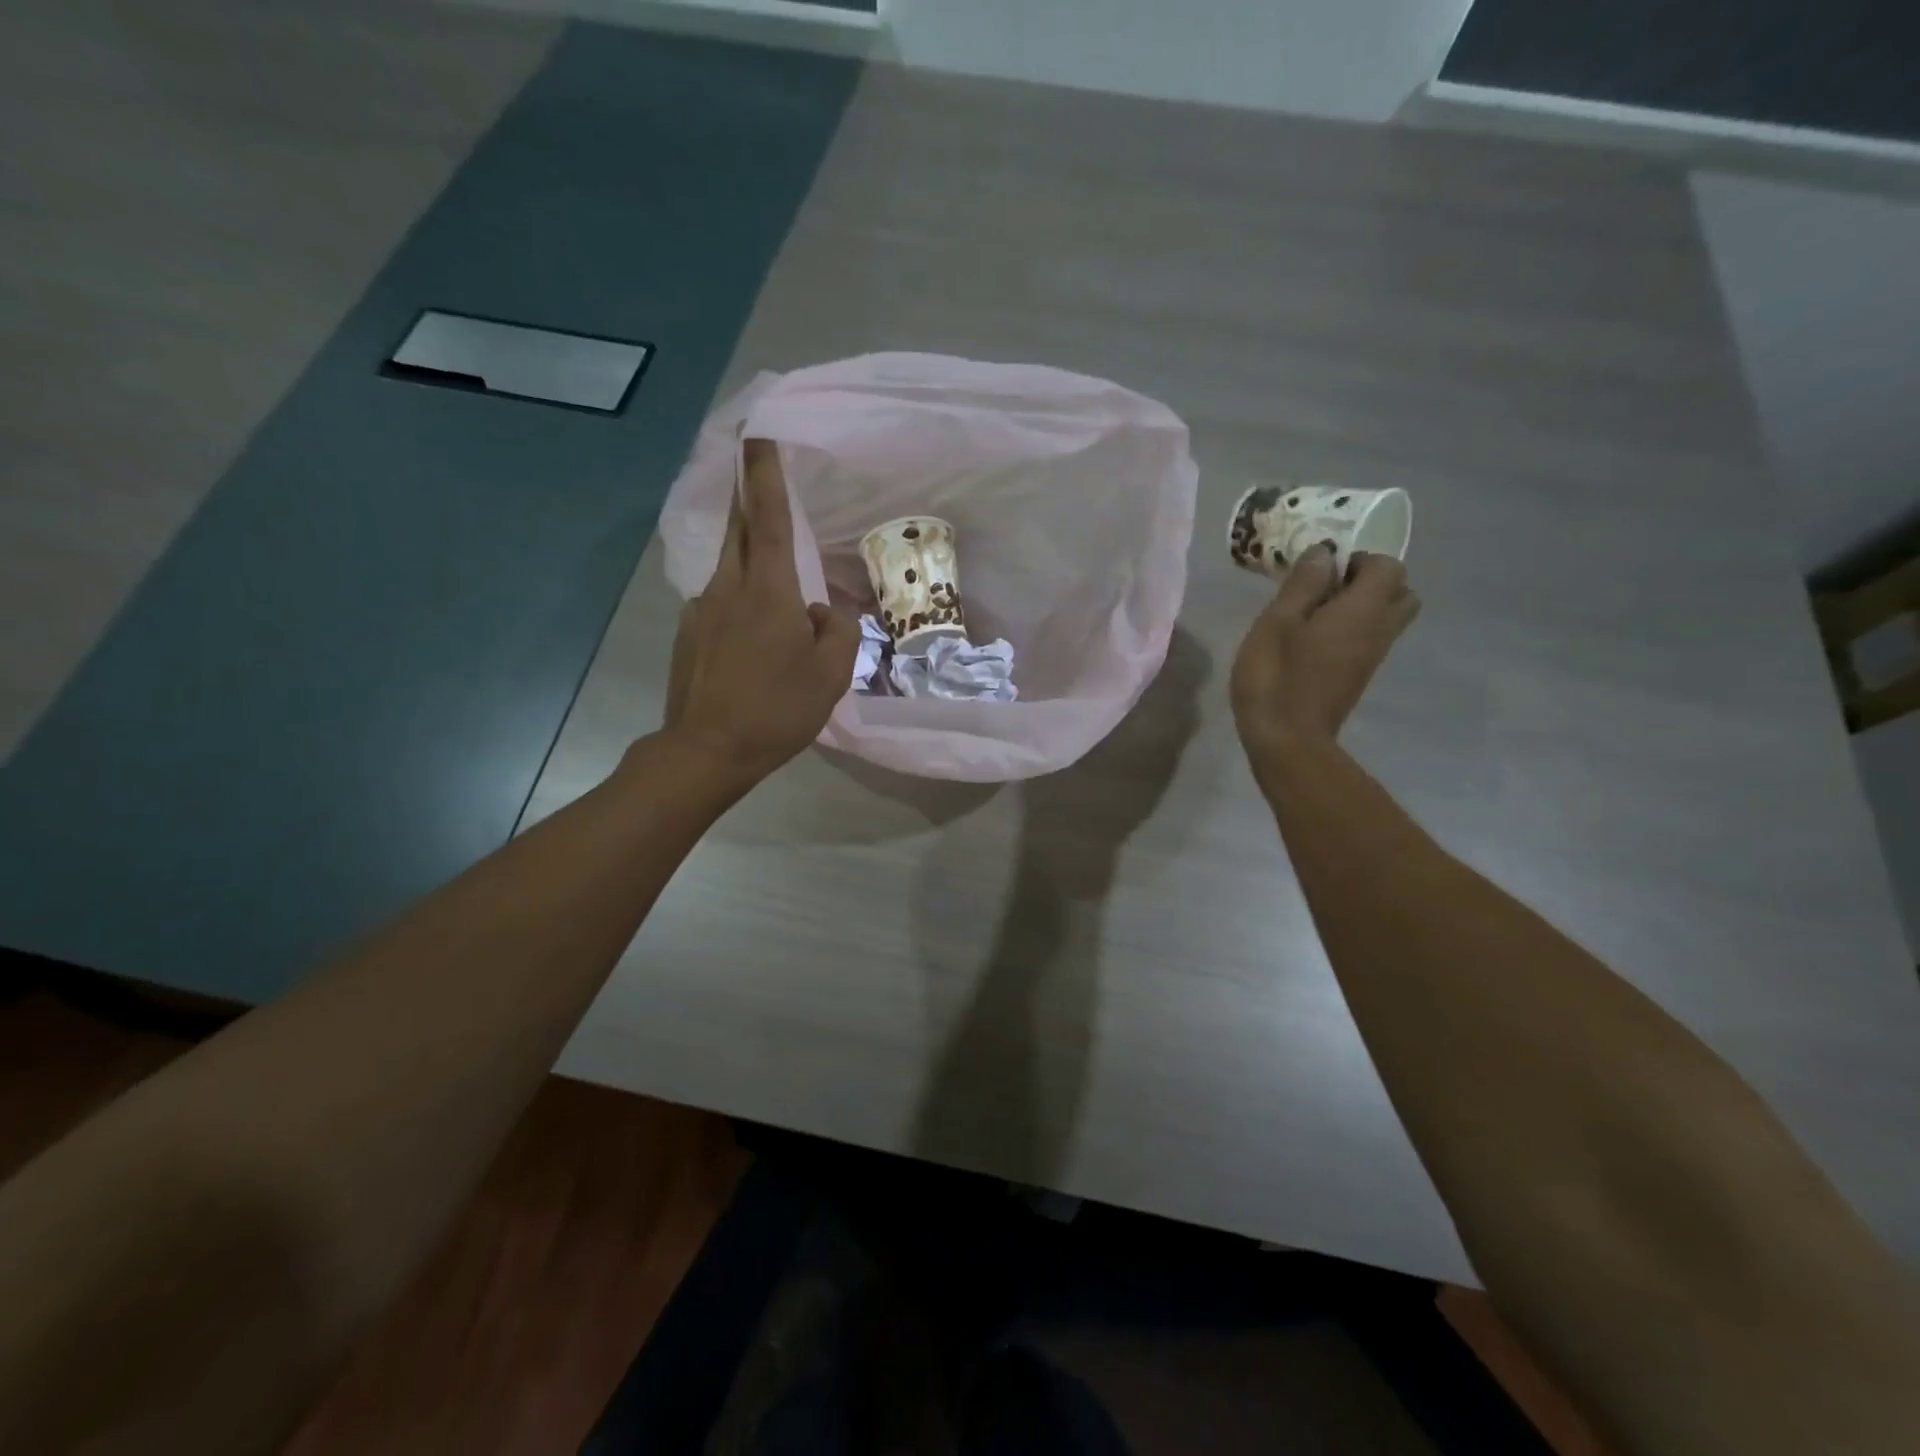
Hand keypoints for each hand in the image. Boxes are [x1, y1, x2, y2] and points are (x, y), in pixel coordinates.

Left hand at [659, 439, 858, 792]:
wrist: (707, 750)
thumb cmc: (777, 709)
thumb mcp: (831, 674)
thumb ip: (837, 630)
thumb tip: (821, 610)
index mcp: (768, 590)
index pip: (770, 517)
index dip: (765, 473)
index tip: (758, 434)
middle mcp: (729, 587)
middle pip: (739, 528)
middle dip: (747, 494)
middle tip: (755, 473)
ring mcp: (702, 609)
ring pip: (729, 566)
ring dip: (747, 552)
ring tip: (771, 571)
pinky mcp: (689, 634)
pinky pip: (719, 601)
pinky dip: (739, 600)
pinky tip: (751, 634)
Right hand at [1230, 547, 1419, 768]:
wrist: (1287, 740)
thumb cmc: (1277, 676)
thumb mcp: (1277, 622)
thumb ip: (1303, 584)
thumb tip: (1325, 553)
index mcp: (1363, 610)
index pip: (1389, 567)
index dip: (1360, 559)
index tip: (1322, 570)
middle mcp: (1379, 630)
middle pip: (1402, 592)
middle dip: (1372, 581)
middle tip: (1329, 588)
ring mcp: (1372, 657)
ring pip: (1387, 618)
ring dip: (1361, 606)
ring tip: (1315, 613)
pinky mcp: (1358, 677)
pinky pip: (1370, 639)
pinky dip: (1352, 629)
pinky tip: (1312, 640)